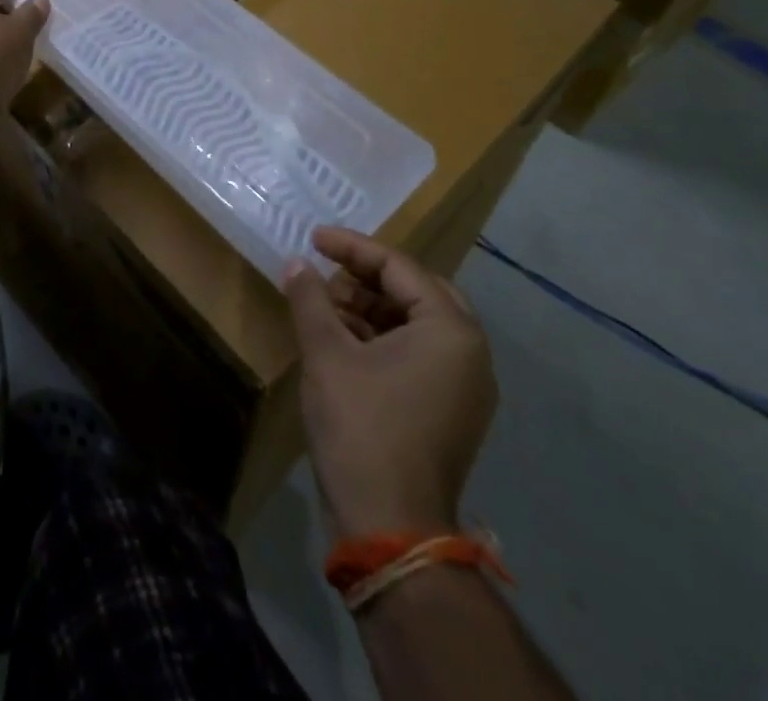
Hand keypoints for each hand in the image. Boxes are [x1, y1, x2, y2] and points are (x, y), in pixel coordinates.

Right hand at [284, 228, 497, 539]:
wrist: (391, 528)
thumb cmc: (362, 427)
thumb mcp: (327, 354)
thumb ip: (311, 298)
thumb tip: (297, 263)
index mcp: (451, 329)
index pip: (399, 267)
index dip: (352, 247)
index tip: (313, 239)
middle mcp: (470, 352)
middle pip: (415, 291)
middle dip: (367, 277)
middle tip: (327, 272)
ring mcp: (465, 386)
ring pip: (417, 323)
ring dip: (372, 308)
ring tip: (327, 307)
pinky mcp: (452, 411)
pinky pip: (419, 354)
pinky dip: (383, 339)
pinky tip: (344, 342)